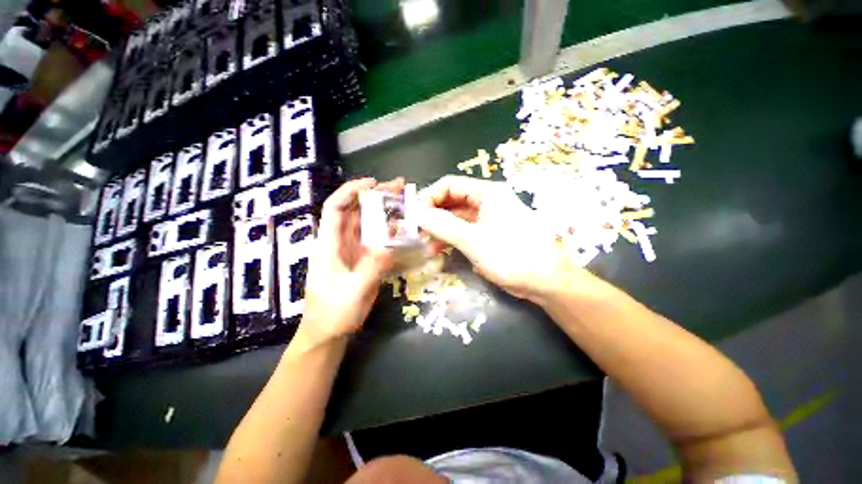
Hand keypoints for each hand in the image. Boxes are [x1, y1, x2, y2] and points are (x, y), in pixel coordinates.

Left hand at [296, 177, 402, 347]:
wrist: (328, 333)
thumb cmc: (333, 314)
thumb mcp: (352, 293)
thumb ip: (370, 269)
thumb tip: (389, 247)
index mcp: (329, 245)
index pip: (335, 209)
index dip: (351, 191)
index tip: (372, 183)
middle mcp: (340, 243)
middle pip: (356, 211)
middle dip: (375, 196)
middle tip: (398, 188)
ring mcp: (353, 251)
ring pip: (368, 224)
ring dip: (384, 211)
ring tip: (405, 202)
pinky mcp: (363, 260)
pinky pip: (376, 240)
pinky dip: (389, 231)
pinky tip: (403, 228)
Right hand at [418, 175, 580, 300]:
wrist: (545, 281)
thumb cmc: (511, 256)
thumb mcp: (473, 240)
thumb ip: (443, 225)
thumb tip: (418, 214)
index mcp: (487, 193)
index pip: (449, 184)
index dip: (429, 197)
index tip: (415, 215)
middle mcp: (487, 201)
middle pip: (452, 201)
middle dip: (434, 216)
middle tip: (418, 233)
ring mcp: (488, 219)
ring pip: (457, 218)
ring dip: (441, 231)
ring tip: (428, 248)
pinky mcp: (488, 235)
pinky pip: (465, 232)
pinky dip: (452, 240)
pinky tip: (442, 253)